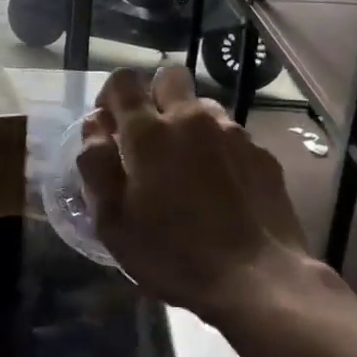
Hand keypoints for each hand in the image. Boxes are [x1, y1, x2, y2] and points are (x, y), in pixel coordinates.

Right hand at [77, 66, 323, 322]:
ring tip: (187, 167)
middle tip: (150, 140)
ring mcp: (232, 132)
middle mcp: (191, 118)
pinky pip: (231, 135)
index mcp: (148, 132)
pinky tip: (220, 188)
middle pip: (169, 77)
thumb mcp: (112, 220)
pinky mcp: (261, 153)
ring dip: (188, 124)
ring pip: (202, 106)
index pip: (124, 80)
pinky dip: (218, 149)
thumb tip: (94, 126)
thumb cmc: (173, 254)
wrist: (257, 279)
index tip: (110, 125)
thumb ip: (96, 164)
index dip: (111, 95)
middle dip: (154, 97)